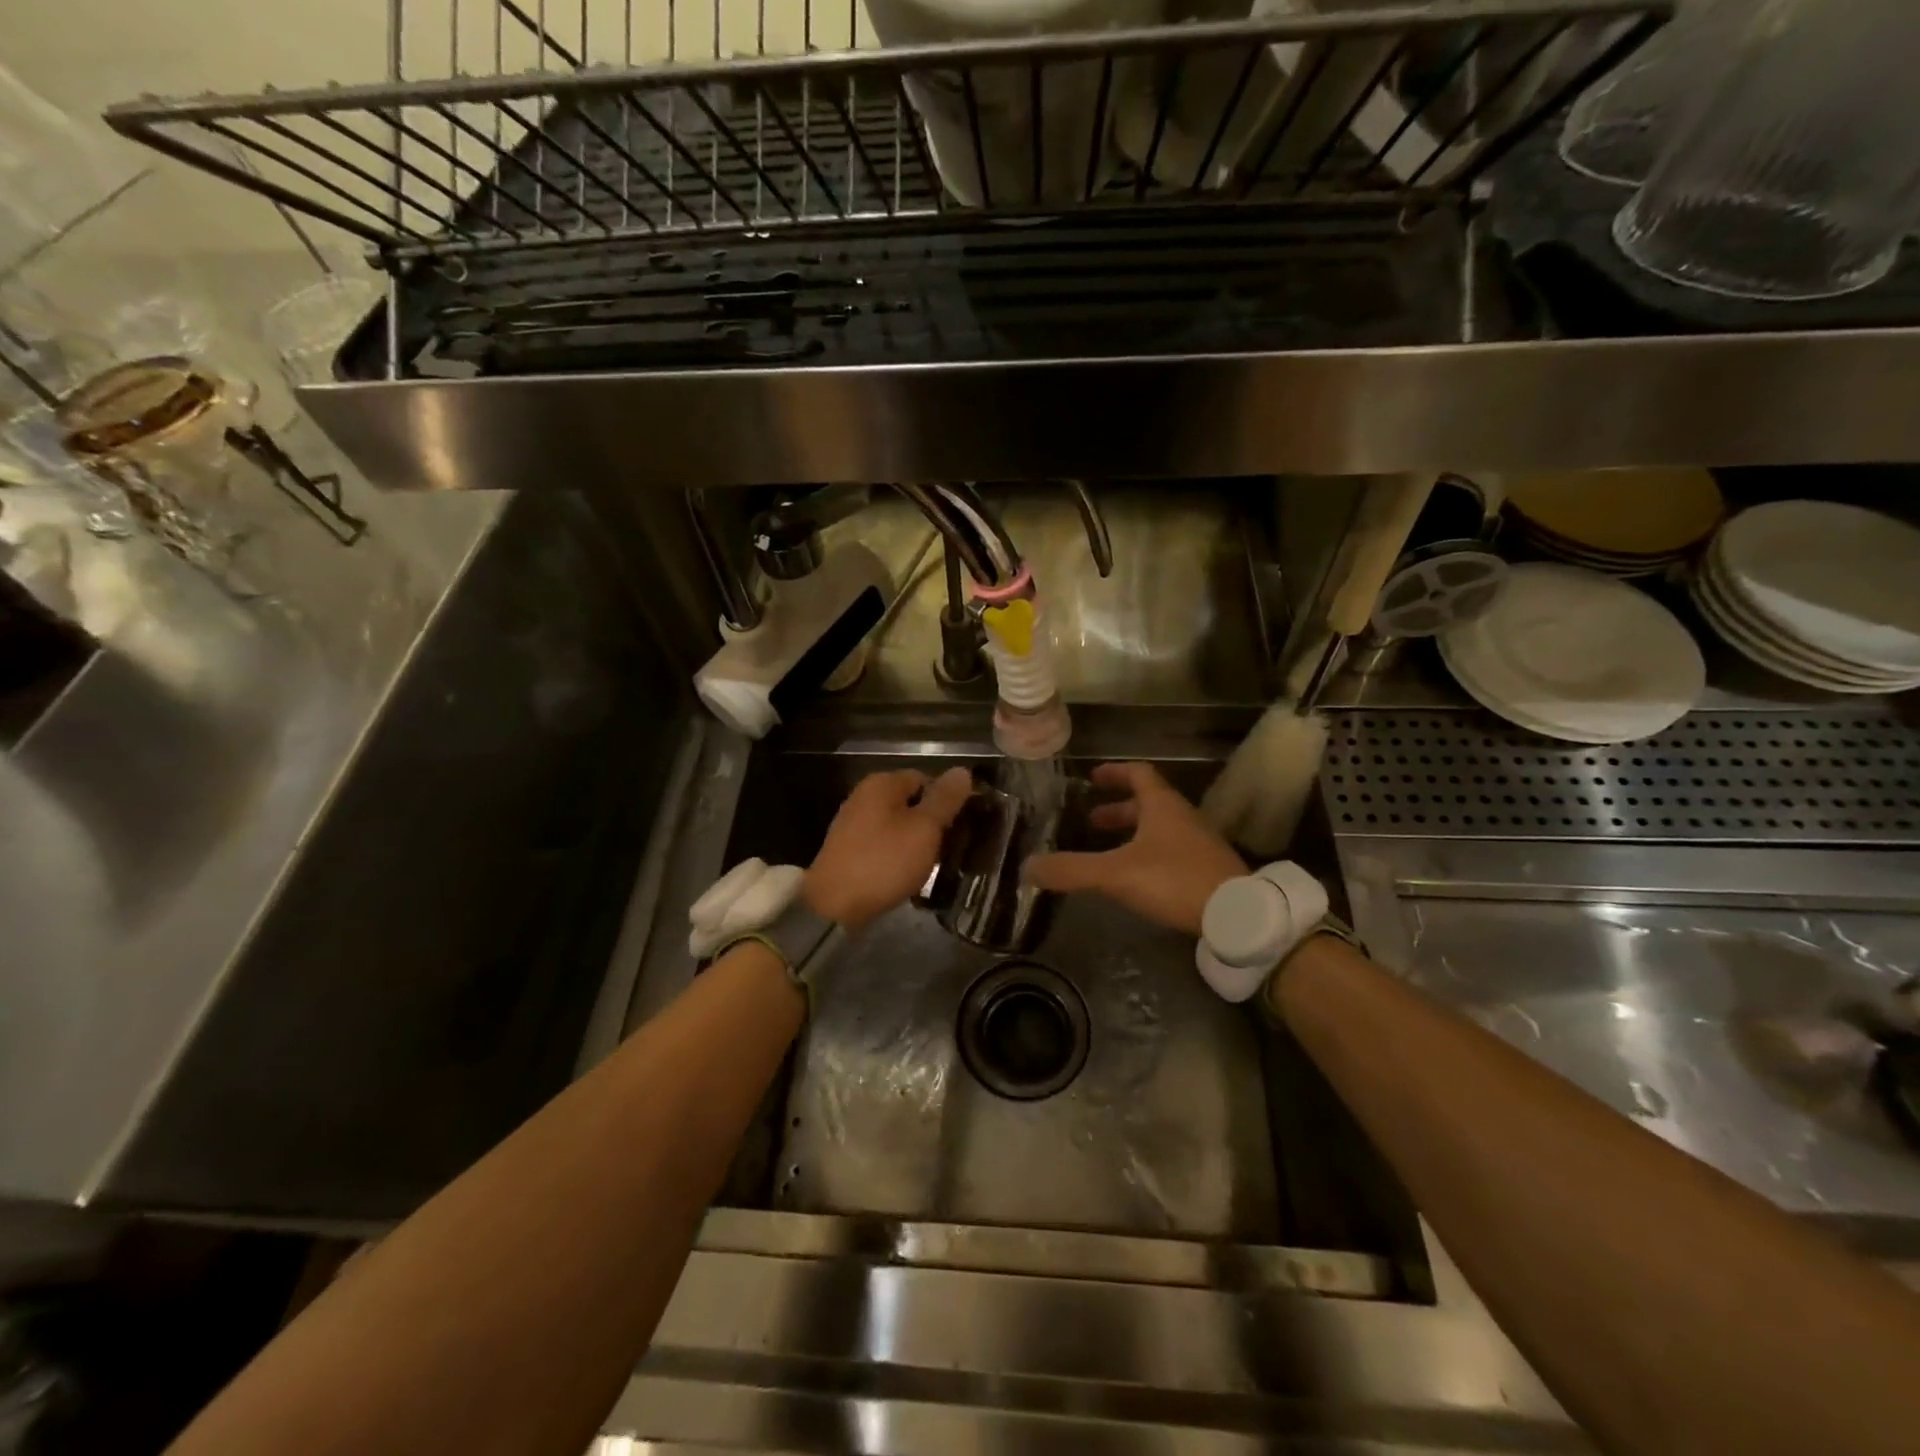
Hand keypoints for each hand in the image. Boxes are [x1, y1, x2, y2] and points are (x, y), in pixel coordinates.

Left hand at [805, 767, 972, 930]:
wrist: (833, 906)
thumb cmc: (884, 861)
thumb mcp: (924, 828)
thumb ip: (945, 799)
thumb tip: (962, 771)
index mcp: (882, 783)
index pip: (925, 779)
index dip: (946, 800)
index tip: (962, 826)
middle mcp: (864, 796)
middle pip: (910, 803)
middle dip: (932, 824)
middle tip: (951, 848)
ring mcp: (852, 824)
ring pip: (897, 826)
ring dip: (916, 843)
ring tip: (933, 865)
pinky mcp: (847, 850)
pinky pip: (882, 845)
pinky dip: (897, 857)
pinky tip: (906, 876)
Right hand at [1025, 762, 1246, 935]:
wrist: (1237, 915)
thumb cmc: (1174, 880)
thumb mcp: (1115, 873)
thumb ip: (1072, 869)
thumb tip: (1027, 867)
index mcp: (1162, 806)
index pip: (1139, 773)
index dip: (1115, 772)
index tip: (1093, 778)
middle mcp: (1183, 817)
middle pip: (1149, 802)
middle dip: (1118, 809)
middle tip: (1093, 820)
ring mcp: (1199, 843)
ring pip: (1162, 828)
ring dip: (1134, 833)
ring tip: (1110, 852)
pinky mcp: (1208, 869)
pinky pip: (1172, 851)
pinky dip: (1149, 854)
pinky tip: (1137, 878)